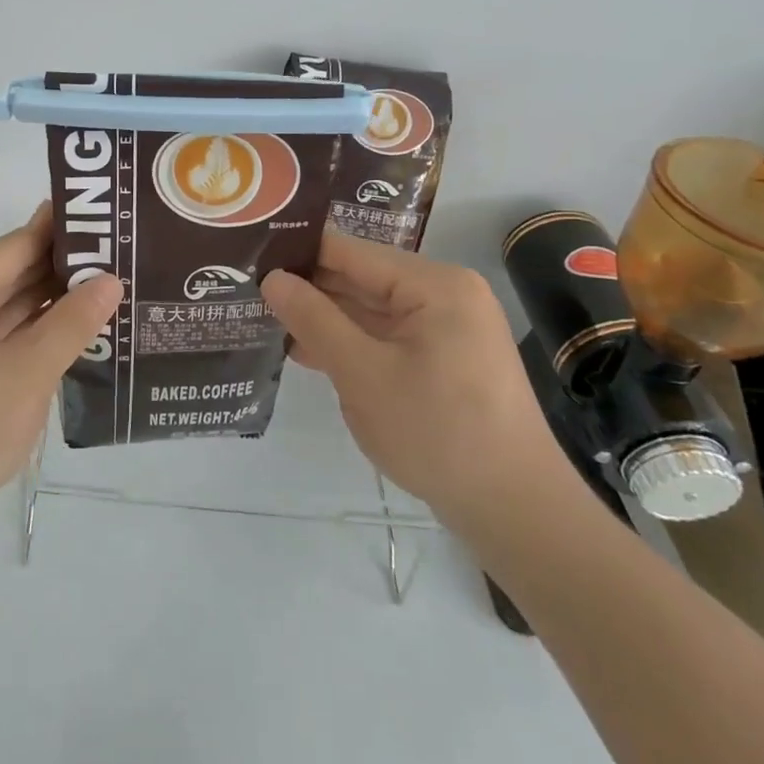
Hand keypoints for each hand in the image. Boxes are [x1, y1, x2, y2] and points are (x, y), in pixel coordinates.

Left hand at [0, 203, 122, 547]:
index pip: (13, 246)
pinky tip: (65, 327)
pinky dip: (23, 332)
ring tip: (102, 286)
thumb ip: (72, 321)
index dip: (60, 233)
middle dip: (57, 270)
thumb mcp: (29, 373)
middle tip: (115, 254)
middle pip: (4, 274)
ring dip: (43, 303)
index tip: (104, 219)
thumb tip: (110, 280)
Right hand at [261, 231, 576, 534]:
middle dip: (308, 289)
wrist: (516, 512)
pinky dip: (350, 342)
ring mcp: (447, 327)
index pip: (350, 251)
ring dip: (324, 318)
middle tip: (247, 292)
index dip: (298, 254)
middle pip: (360, 278)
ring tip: (263, 318)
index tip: (249, 259)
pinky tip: (306, 351)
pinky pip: (386, 336)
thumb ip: (314, 319)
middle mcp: (444, 293)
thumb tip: (271, 278)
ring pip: (370, 309)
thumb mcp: (363, 374)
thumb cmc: (437, 434)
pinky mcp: (444, 358)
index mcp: (434, 284)